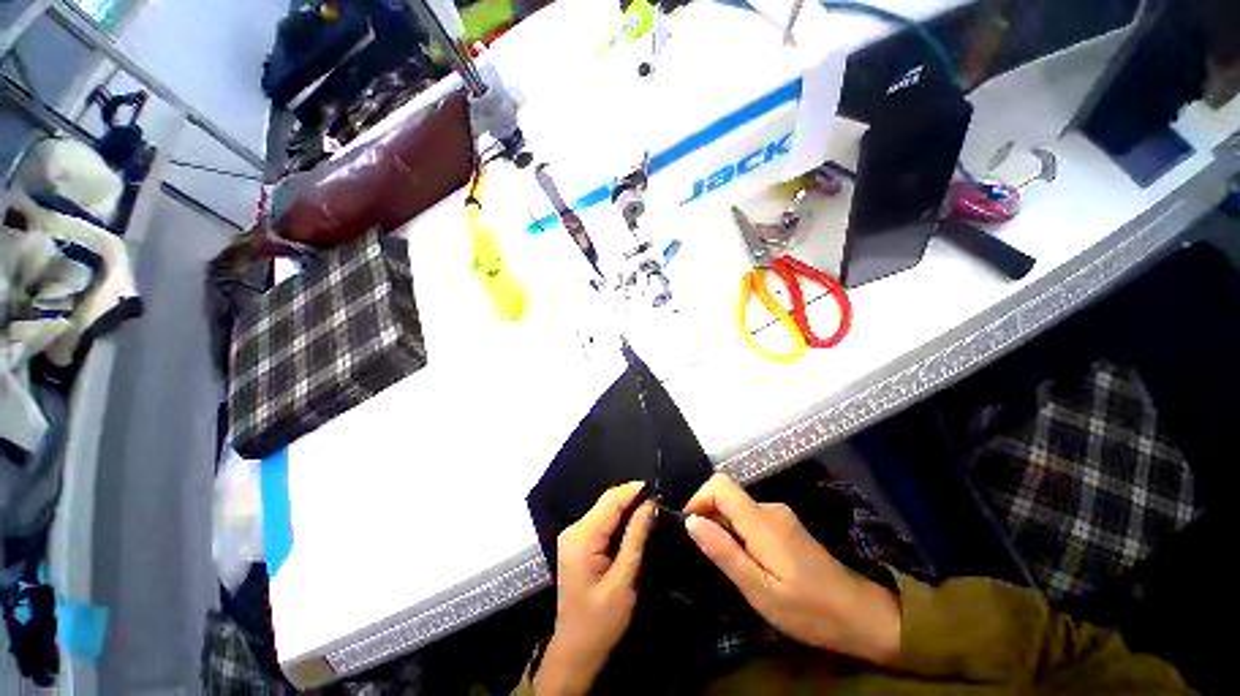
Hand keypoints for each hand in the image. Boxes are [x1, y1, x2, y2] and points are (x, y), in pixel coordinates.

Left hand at [535, 482, 655, 695]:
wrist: (574, 654)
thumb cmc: (600, 623)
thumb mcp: (623, 581)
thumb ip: (636, 538)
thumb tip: (651, 503)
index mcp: (582, 536)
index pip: (611, 499)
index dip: (636, 490)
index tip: (661, 493)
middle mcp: (575, 528)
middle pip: (608, 502)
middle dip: (634, 499)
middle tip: (662, 505)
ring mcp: (574, 535)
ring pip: (607, 510)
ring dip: (629, 510)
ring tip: (654, 513)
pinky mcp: (579, 544)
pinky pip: (603, 522)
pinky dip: (621, 521)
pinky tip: (637, 527)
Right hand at [683, 474, 901, 665]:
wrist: (861, 616)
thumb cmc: (809, 609)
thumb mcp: (759, 589)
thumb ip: (723, 552)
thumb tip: (690, 521)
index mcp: (762, 520)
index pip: (720, 484)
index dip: (699, 498)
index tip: (691, 528)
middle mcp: (770, 508)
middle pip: (727, 496)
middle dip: (710, 518)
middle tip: (709, 556)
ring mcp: (781, 516)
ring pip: (738, 508)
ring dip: (724, 528)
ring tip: (728, 564)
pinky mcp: (786, 526)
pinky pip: (751, 518)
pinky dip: (739, 532)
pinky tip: (748, 562)